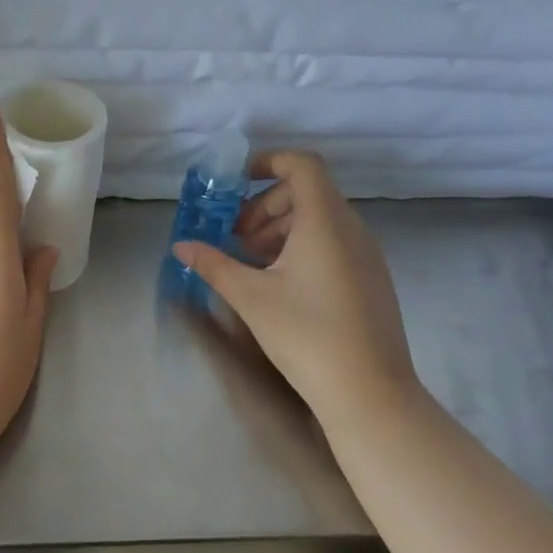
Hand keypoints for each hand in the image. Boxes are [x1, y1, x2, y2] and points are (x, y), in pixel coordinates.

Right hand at [173, 150, 417, 421]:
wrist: (369, 391)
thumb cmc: (306, 334)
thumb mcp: (250, 297)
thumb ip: (213, 265)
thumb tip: (181, 246)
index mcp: (324, 221)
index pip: (302, 164)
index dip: (268, 161)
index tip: (236, 183)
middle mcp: (352, 228)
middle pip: (307, 192)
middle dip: (264, 206)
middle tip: (235, 238)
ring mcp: (367, 255)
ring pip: (320, 220)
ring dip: (281, 229)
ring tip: (252, 264)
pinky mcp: (371, 279)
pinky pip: (334, 243)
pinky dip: (303, 247)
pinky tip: (281, 285)